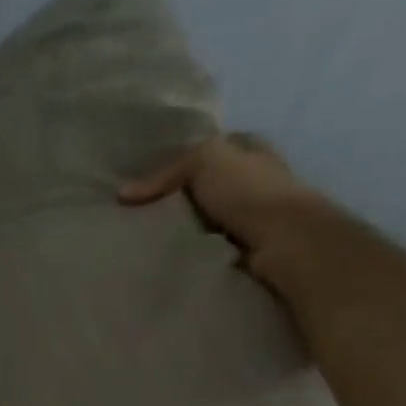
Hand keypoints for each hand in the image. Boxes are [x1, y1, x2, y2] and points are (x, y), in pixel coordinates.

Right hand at [119, 133, 319, 249]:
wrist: (282, 241)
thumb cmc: (248, 190)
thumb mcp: (202, 161)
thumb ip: (164, 174)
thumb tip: (122, 195)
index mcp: (253, 149)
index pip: (215, 148)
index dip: (184, 160)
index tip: (151, 181)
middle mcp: (258, 179)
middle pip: (211, 186)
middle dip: (184, 199)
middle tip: (145, 213)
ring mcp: (256, 217)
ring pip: (211, 219)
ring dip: (189, 229)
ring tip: (153, 240)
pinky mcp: (251, 249)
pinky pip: (214, 246)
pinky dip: (198, 251)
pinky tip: (174, 257)